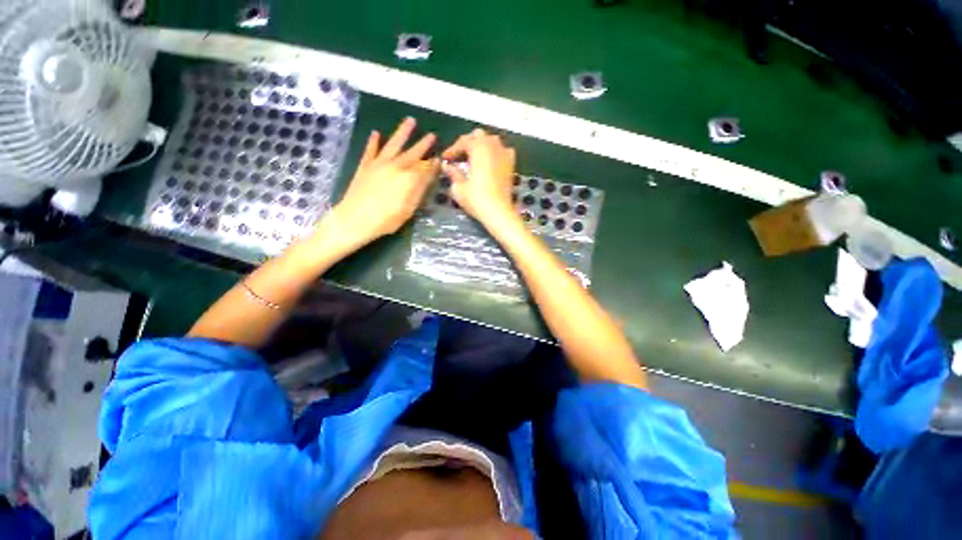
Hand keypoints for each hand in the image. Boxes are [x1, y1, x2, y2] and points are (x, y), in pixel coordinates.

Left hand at [316, 118, 437, 255]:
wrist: (354, 219)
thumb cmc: (386, 219)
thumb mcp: (409, 209)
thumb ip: (420, 189)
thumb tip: (430, 174)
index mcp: (408, 178)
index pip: (425, 167)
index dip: (434, 163)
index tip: (440, 157)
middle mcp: (395, 166)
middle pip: (413, 152)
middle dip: (424, 144)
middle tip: (433, 135)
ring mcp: (378, 163)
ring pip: (394, 144)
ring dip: (403, 132)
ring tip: (411, 120)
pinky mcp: (365, 165)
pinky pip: (371, 150)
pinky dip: (374, 141)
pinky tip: (376, 133)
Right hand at [442, 129, 517, 224]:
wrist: (498, 211)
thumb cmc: (476, 198)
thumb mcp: (459, 187)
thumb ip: (453, 173)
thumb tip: (448, 166)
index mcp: (479, 148)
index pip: (463, 141)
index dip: (453, 149)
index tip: (446, 159)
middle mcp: (493, 146)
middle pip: (479, 136)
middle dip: (468, 144)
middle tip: (460, 157)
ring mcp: (505, 154)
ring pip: (492, 141)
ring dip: (482, 146)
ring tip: (474, 159)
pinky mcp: (511, 165)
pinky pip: (503, 151)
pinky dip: (495, 153)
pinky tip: (490, 163)